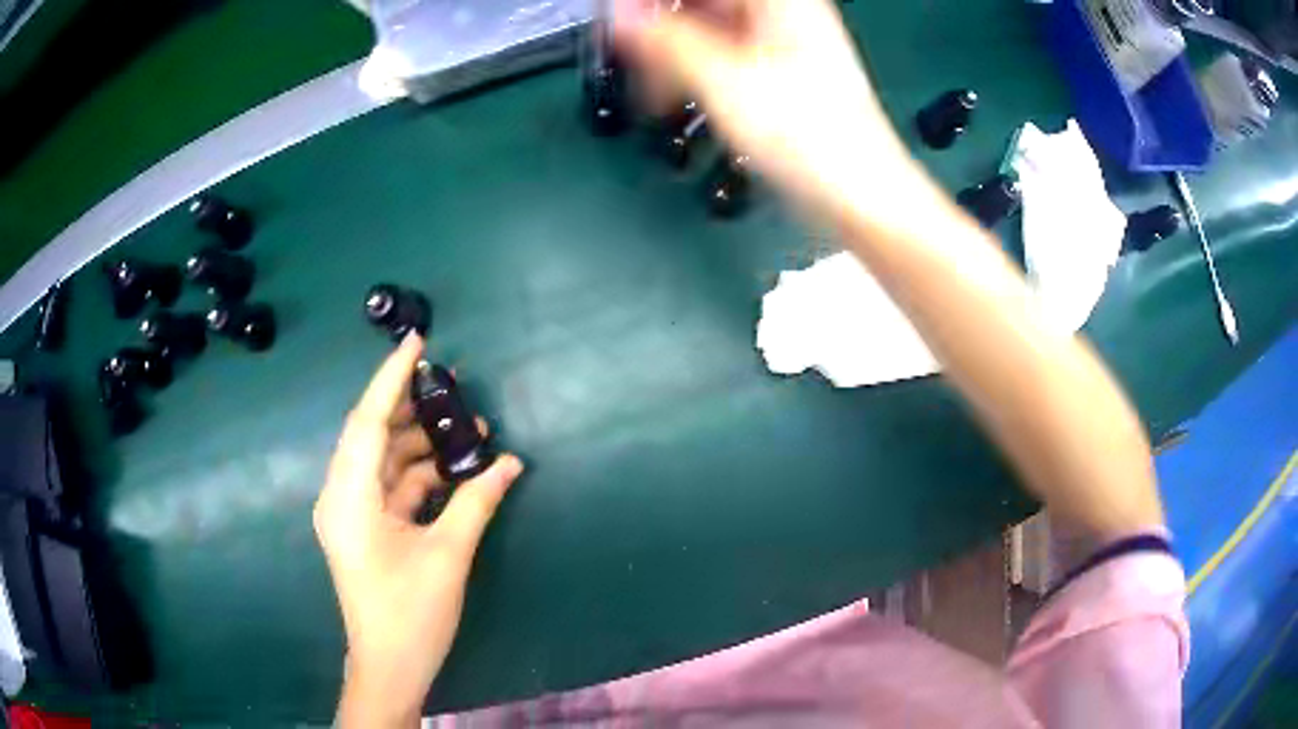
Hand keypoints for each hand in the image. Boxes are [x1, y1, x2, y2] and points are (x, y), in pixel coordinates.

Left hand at [314, 334, 524, 727]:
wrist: (389, 667)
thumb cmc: (411, 614)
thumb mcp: (448, 554)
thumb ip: (477, 501)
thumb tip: (510, 463)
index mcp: (349, 497)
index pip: (368, 422)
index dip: (391, 378)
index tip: (417, 342)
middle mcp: (341, 496)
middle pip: (372, 434)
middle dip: (409, 406)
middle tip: (449, 381)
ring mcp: (351, 514)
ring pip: (383, 461)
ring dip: (420, 444)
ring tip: (464, 427)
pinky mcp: (364, 529)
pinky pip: (389, 487)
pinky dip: (418, 474)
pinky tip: (453, 468)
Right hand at [612, 0, 933, 222]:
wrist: (858, 193)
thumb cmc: (803, 133)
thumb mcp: (724, 81)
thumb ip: (665, 41)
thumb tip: (617, 15)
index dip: (655, 2)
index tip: (620, 18)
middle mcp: (782, 11)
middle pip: (705, 2)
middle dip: (661, 23)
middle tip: (629, 53)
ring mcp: (781, 42)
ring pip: (710, 26)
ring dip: (671, 50)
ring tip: (649, 88)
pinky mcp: (778, 73)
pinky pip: (723, 53)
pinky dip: (693, 69)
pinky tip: (672, 96)